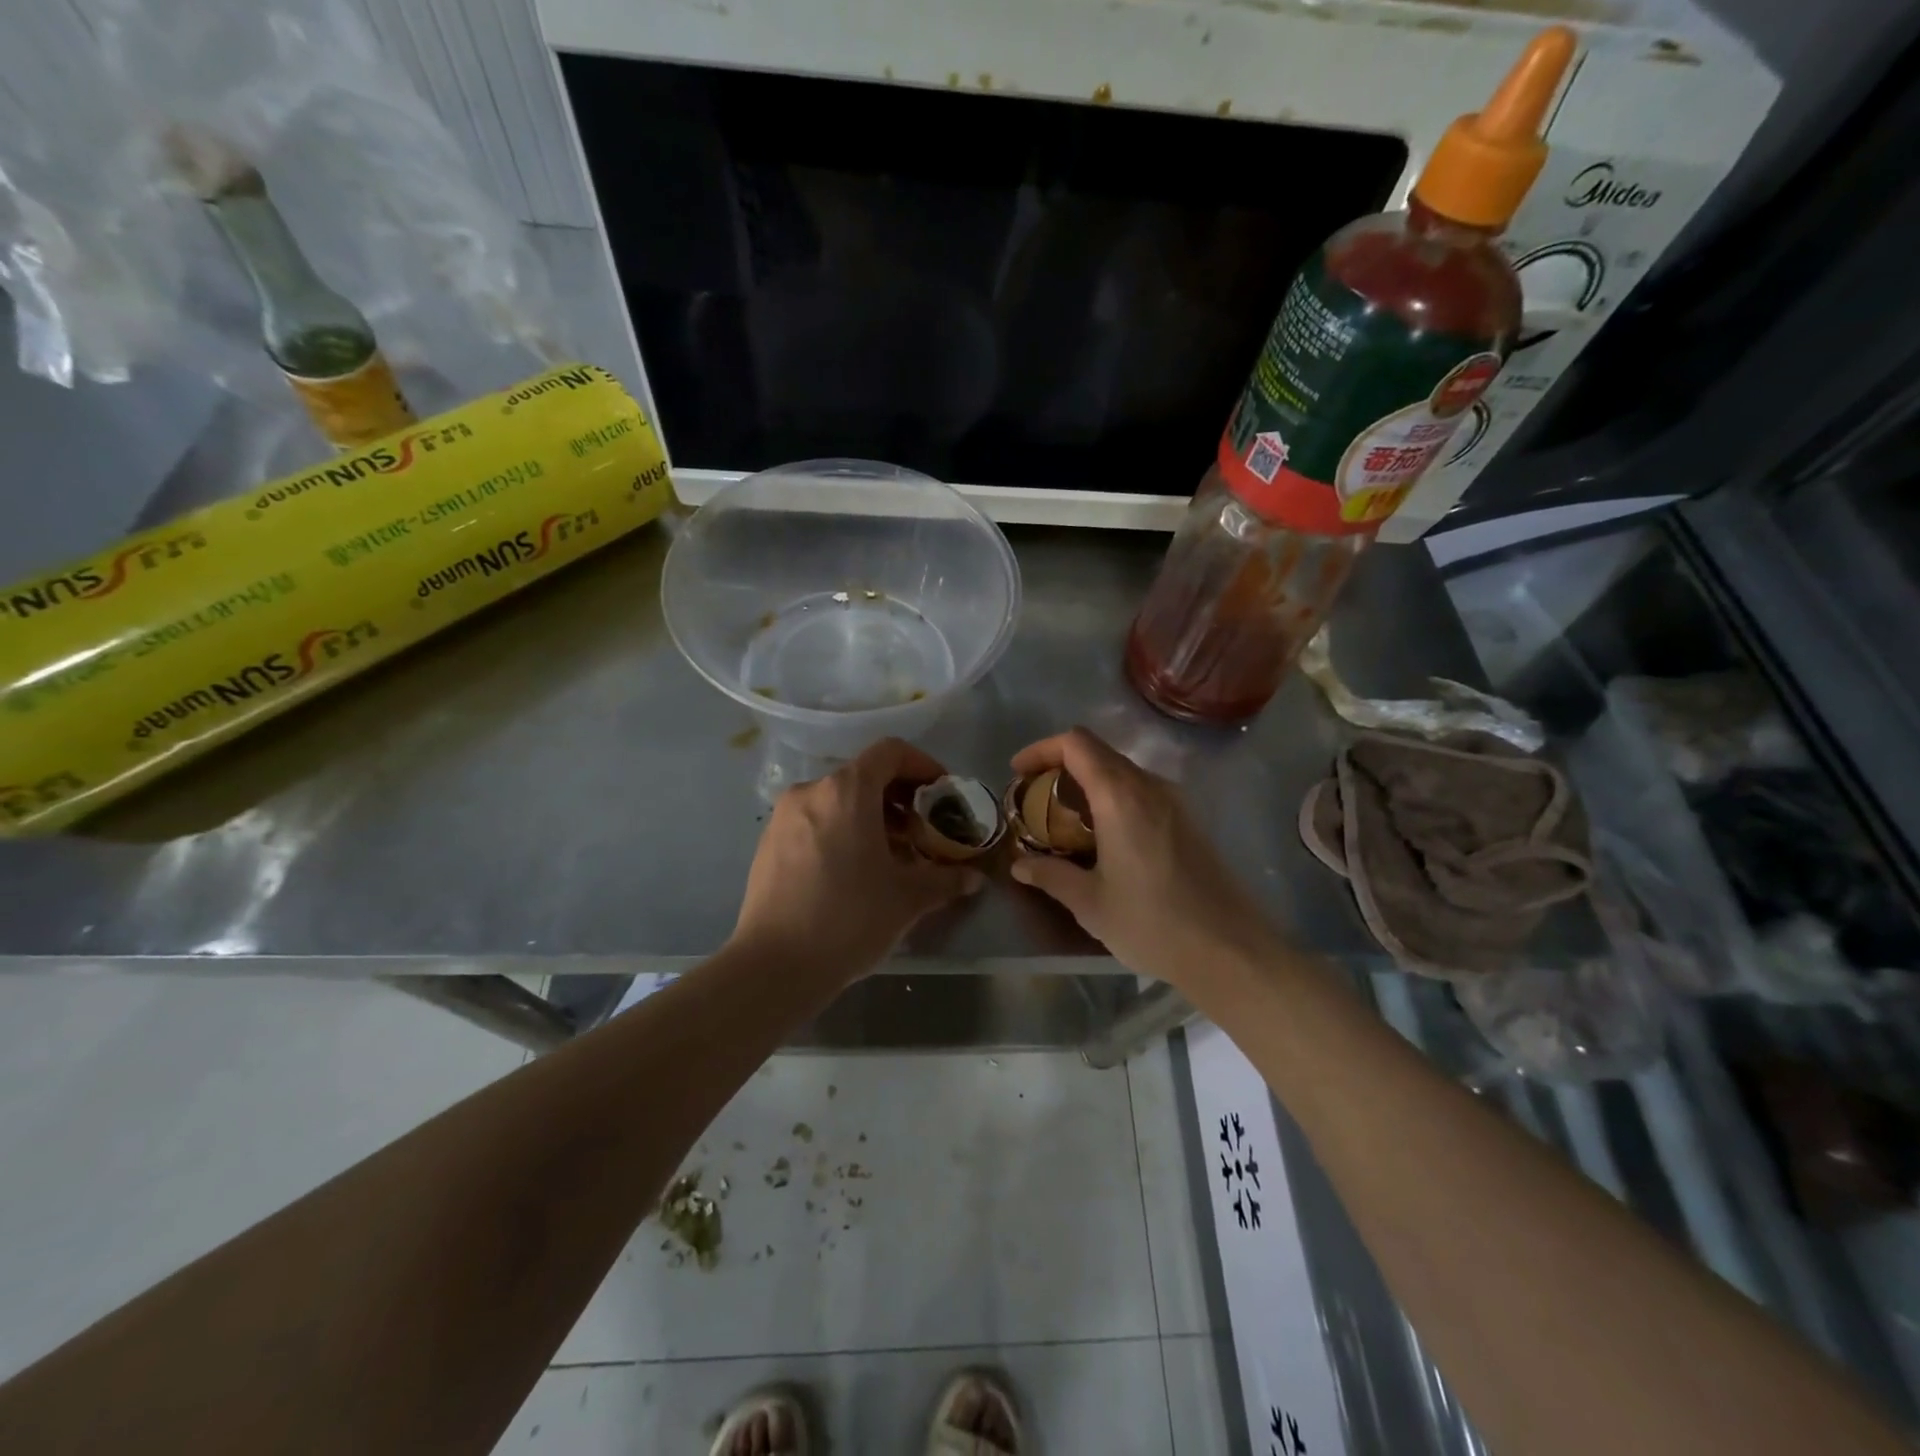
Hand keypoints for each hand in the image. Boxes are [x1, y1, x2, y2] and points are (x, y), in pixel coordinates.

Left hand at [729, 737, 982, 982]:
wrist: (774, 966)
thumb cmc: (850, 919)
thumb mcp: (908, 898)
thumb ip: (946, 878)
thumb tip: (973, 877)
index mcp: (847, 791)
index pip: (890, 752)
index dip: (923, 765)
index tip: (942, 793)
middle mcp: (811, 791)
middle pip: (864, 775)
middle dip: (900, 797)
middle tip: (923, 829)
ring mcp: (784, 816)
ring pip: (838, 800)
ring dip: (871, 816)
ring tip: (893, 854)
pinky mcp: (768, 843)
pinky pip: (815, 821)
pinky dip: (842, 830)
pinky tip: (855, 870)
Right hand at [1008, 727, 1281, 987]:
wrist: (1230, 950)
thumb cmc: (1153, 923)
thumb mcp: (1090, 903)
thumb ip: (1051, 875)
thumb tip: (1020, 865)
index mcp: (1121, 796)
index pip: (1076, 744)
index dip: (1041, 749)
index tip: (1018, 773)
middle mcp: (1150, 786)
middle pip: (1098, 751)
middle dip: (1060, 764)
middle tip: (1034, 796)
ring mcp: (1175, 801)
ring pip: (1122, 770)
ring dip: (1087, 781)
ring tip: (1064, 817)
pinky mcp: (1189, 820)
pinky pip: (1142, 790)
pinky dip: (1112, 796)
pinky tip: (1103, 836)